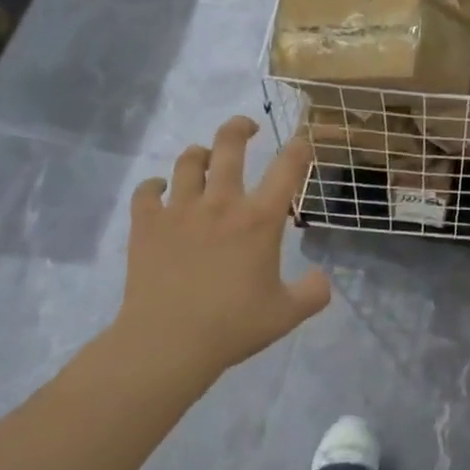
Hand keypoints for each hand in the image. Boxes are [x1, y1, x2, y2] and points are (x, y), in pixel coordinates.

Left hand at [108, 116, 330, 390]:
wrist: (168, 342)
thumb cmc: (233, 325)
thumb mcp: (288, 313)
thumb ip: (314, 292)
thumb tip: (322, 278)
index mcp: (260, 219)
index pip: (287, 168)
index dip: (299, 148)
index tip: (303, 141)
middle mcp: (221, 203)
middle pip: (229, 146)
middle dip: (240, 128)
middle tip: (248, 127)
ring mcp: (180, 210)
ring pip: (188, 162)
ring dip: (199, 154)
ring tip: (204, 158)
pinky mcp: (147, 225)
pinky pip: (147, 191)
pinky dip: (154, 185)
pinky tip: (160, 190)